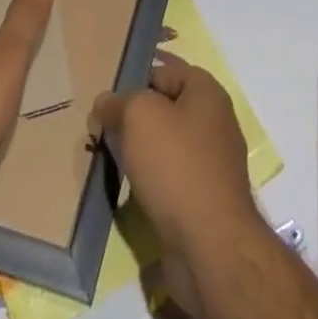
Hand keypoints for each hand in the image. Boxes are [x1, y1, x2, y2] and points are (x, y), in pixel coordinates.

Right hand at [93, 57, 262, 317]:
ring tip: (110, 157)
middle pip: (166, 108)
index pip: (165, 70)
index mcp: (207, 92)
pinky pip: (171, 177)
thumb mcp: (140, 116)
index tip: (106, 95)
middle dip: (135, 117)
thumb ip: (120, 102)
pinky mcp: (205, 199)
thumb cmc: (176, 166)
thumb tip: (105, 102)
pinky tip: (128, 189)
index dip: (135, 78)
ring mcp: (213, 163)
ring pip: (167, 144)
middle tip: (102, 127)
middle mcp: (215, 121)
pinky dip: (151, 180)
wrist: (210, 247)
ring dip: (141, 151)